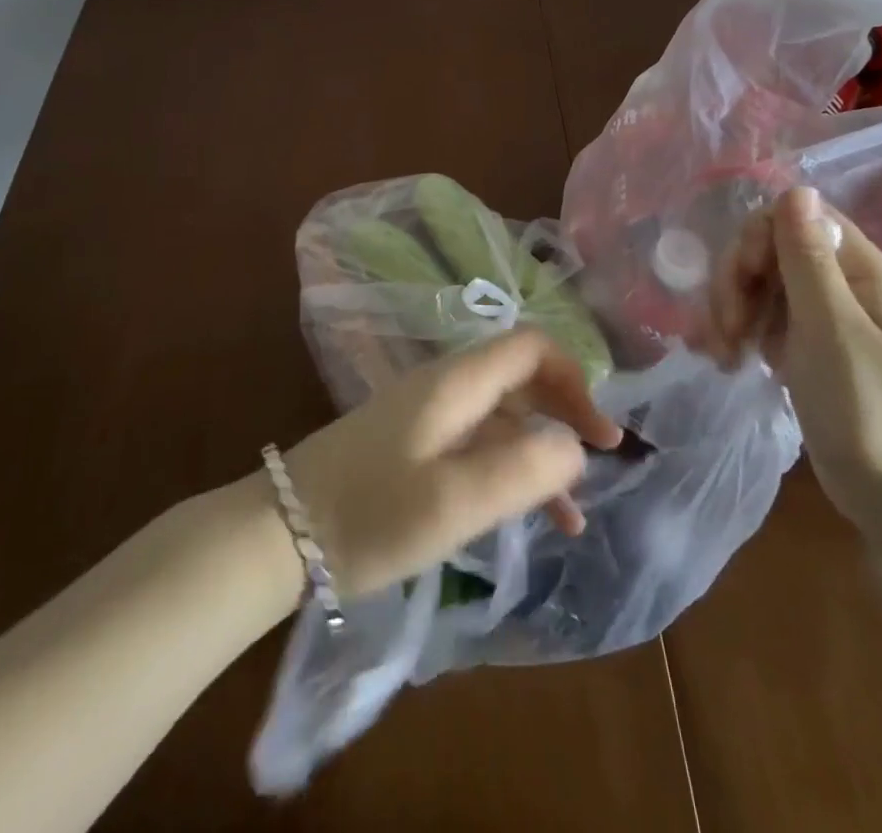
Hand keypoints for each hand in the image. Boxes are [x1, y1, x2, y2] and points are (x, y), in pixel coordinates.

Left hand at [280, 330, 623, 598]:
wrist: (279, 533)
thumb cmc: (370, 513)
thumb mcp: (453, 499)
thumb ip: (523, 470)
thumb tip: (575, 447)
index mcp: (456, 382)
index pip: (531, 347)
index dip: (574, 378)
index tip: (601, 433)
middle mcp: (445, 387)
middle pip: (520, 378)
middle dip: (565, 412)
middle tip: (602, 459)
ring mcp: (426, 417)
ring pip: (501, 419)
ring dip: (540, 454)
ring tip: (574, 516)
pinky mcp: (412, 447)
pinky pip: (476, 446)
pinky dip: (507, 471)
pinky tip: (525, 517)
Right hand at [707, 185, 881, 526]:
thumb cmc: (867, 408)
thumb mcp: (831, 327)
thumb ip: (808, 258)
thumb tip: (796, 186)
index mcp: (859, 269)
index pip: (795, 217)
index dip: (758, 238)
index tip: (743, 279)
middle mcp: (840, 283)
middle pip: (769, 249)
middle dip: (737, 281)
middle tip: (727, 328)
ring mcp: (821, 316)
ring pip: (759, 283)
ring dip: (731, 309)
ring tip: (722, 353)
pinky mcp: (804, 346)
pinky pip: (761, 317)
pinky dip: (739, 332)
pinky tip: (728, 360)